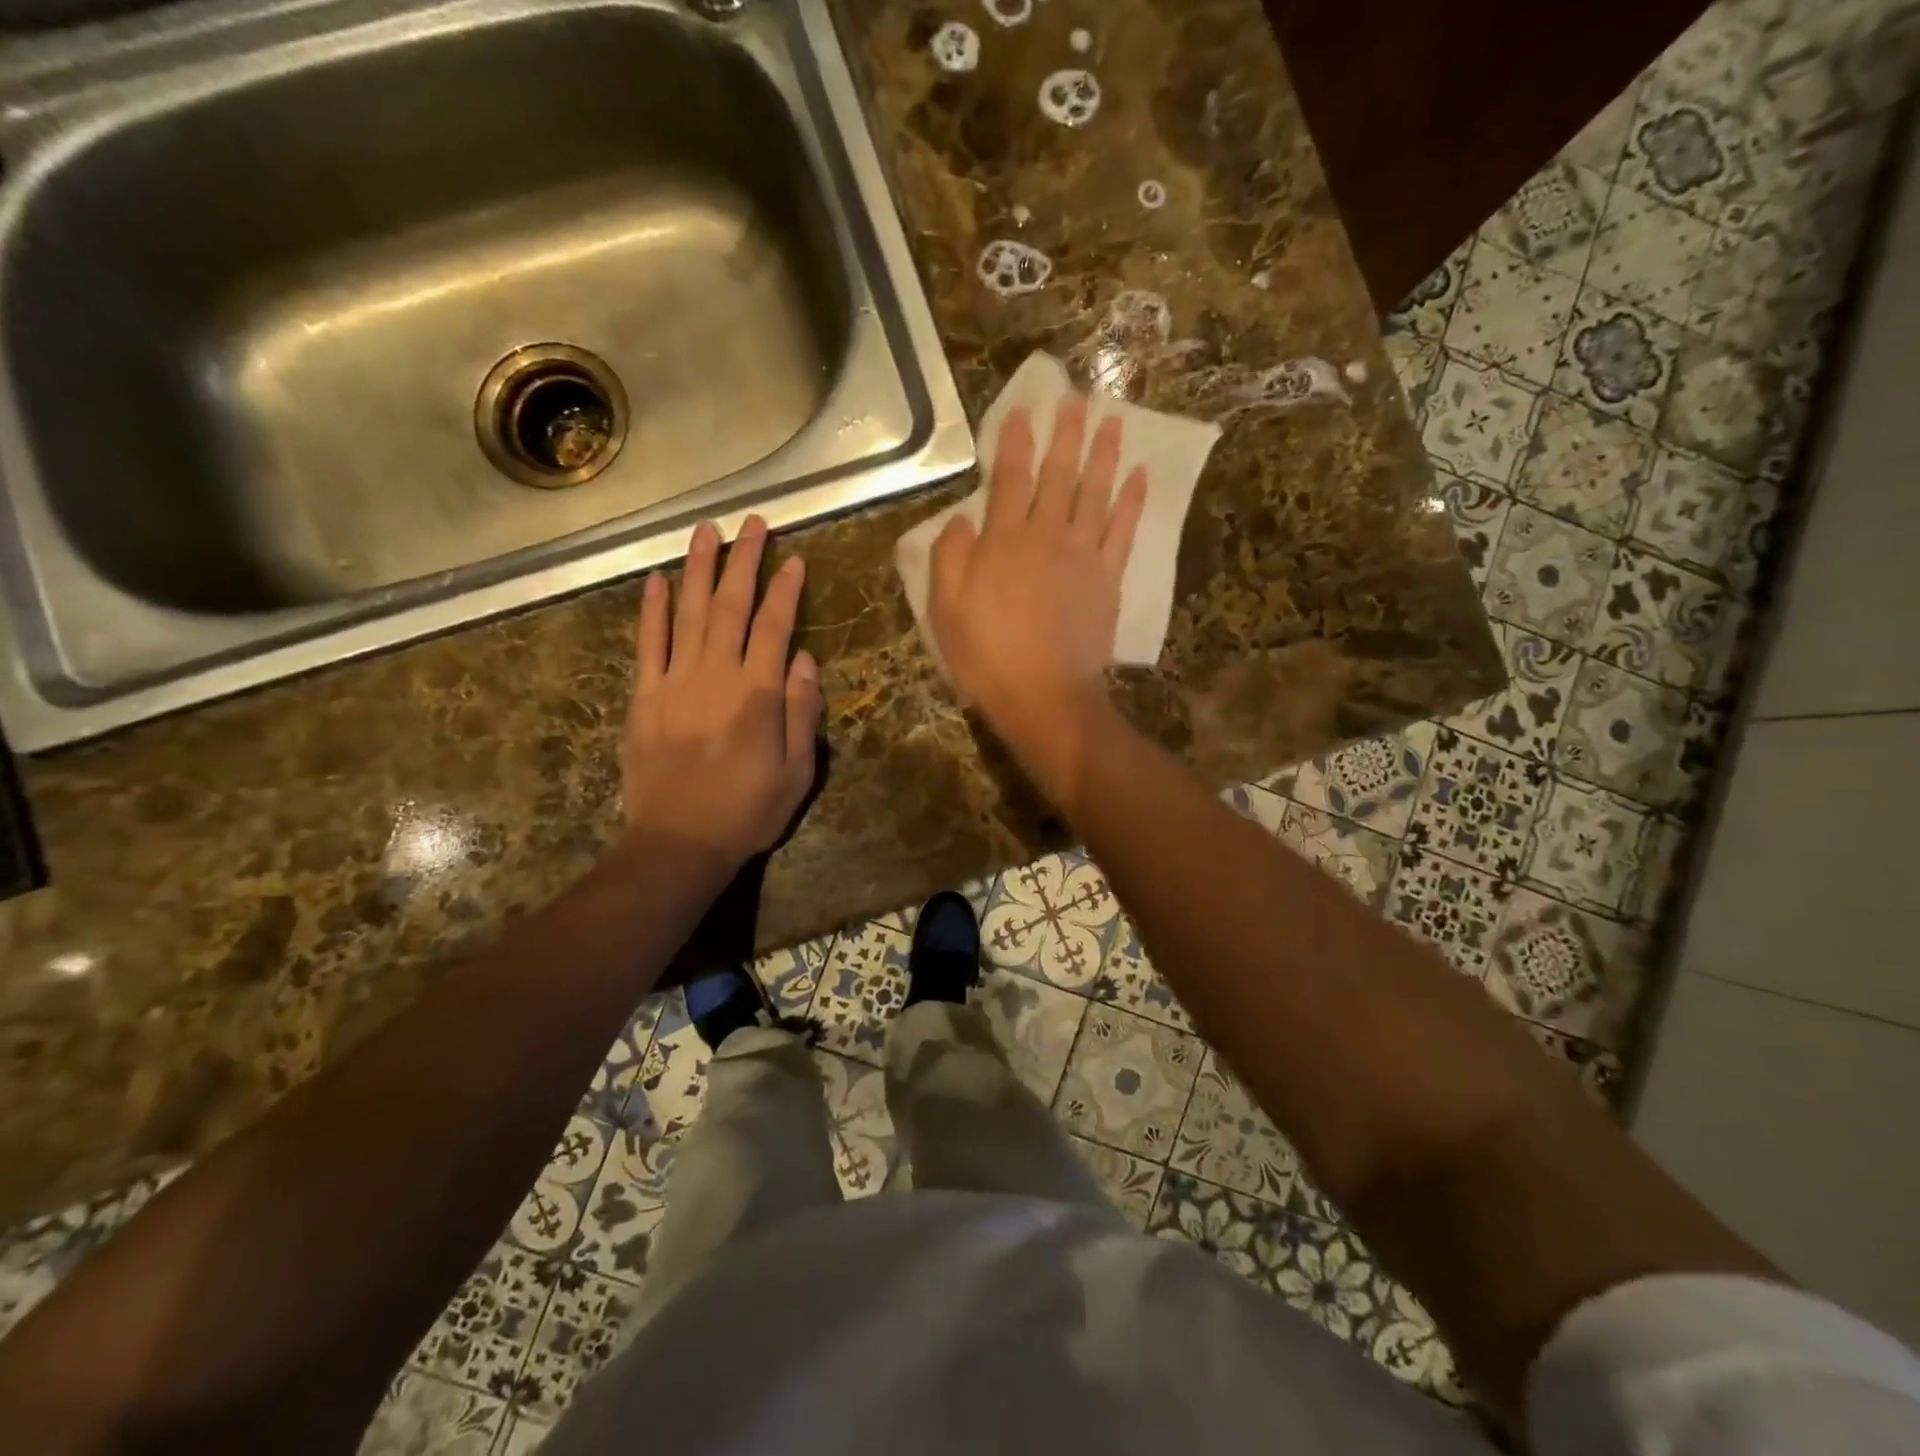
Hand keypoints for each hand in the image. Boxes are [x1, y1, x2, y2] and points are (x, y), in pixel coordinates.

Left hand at [621, 516, 822, 866]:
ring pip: (687, 613)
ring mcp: (674, 683)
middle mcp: (716, 676)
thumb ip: (803, 713)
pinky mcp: (643, 697)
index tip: (794, 558)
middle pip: (731, 606)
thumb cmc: (747, 812)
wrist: (678, 845)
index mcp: (758, 695)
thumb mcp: (797, 772)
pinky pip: (647, 644)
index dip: (786, 590)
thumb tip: (805, 661)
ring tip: (706, 530)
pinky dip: (651, 610)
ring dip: (698, 569)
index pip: (776, 627)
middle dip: (744, 561)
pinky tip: (656, 580)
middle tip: (752, 523)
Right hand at [929, 393, 1145, 798]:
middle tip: (1077, 397)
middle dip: (1066, 433)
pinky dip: (1131, 500)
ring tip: (1112, 418)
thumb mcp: (946, 610)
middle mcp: (1047, 535)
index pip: (1010, 478)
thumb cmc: (987, 655)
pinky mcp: (1109, 578)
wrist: (1044, 695)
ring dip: (1103, 452)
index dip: (1016, 441)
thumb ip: (950, 558)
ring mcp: (1084, 555)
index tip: (1023, 409)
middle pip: (1059, 474)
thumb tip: (961, 518)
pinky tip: (1138, 474)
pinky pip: (1124, 529)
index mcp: (1003, 541)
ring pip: (1095, 491)